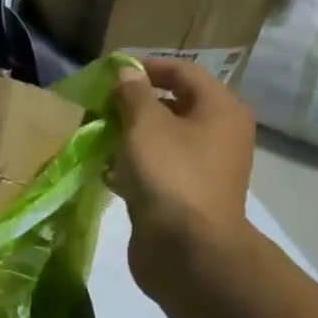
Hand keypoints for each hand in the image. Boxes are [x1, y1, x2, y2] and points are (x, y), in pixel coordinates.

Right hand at [110, 57, 255, 297]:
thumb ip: (133, 94)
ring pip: (162, 140)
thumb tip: (127, 72)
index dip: (147, 67)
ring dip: (130, 136)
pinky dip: (133, 166)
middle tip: (100, 105)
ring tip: (97, 135)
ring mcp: (204, 169)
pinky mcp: (185, 197)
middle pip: (174, 106)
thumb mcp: (145, 125)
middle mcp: (219, 135)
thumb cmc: (170, 175)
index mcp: (220, 109)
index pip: (183, 72)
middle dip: (134, 103)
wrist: (188, 250)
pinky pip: (157, 170)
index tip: (110, 72)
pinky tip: (106, 170)